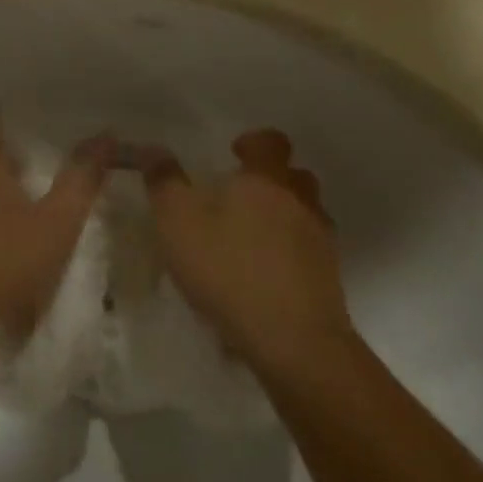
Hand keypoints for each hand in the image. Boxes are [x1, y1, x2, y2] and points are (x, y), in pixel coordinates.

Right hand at [139, 130, 349, 372]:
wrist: (293, 340)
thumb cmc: (229, 269)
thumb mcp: (177, 223)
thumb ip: (164, 183)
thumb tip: (153, 150)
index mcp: (266, 180)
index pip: (271, 142)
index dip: (253, 142)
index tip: (234, 153)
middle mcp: (300, 202)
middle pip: (294, 176)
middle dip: (270, 180)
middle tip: (239, 197)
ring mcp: (320, 241)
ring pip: (305, 215)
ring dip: (283, 218)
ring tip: (250, 239)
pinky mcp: (329, 279)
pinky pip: (308, 253)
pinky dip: (289, 255)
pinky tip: (264, 277)